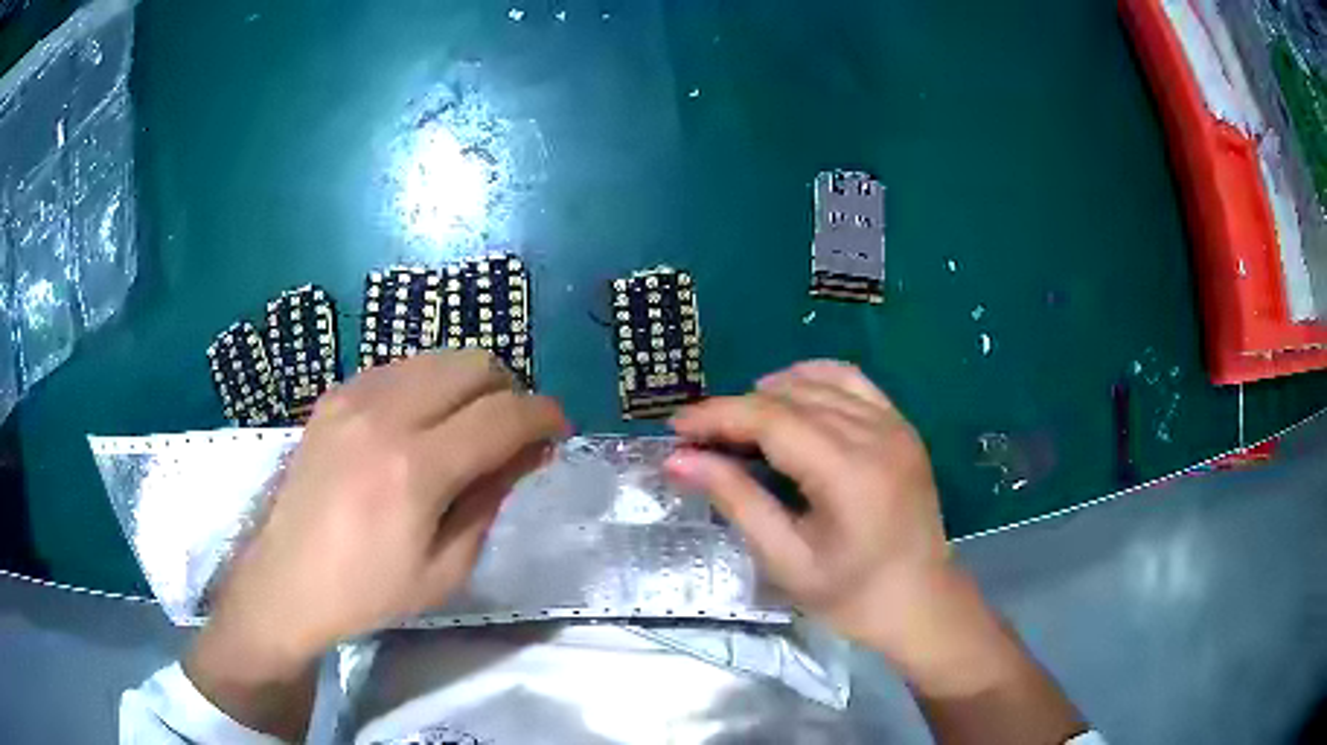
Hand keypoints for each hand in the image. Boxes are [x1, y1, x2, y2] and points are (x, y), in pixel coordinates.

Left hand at [186, 350, 567, 738]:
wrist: (287, 581)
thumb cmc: (370, 591)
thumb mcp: (447, 567)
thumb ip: (491, 497)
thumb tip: (530, 449)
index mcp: (415, 468)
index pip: (503, 415)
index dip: (545, 415)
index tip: (560, 430)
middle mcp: (384, 414)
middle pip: (474, 364)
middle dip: (509, 392)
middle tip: (511, 435)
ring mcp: (353, 396)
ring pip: (437, 357)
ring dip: (469, 385)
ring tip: (466, 429)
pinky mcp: (334, 395)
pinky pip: (399, 367)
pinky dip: (427, 385)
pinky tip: (419, 425)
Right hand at [664, 360, 948, 651]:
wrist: (921, 602)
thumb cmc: (851, 596)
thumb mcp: (786, 560)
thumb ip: (736, 501)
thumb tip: (680, 460)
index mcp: (850, 473)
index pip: (772, 420)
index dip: (719, 416)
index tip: (677, 427)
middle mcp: (877, 435)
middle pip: (792, 397)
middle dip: (737, 408)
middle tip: (699, 437)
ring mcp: (895, 425)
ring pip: (820, 381)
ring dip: (772, 393)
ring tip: (740, 425)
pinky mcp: (902, 427)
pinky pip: (852, 382)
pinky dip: (813, 380)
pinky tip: (790, 399)